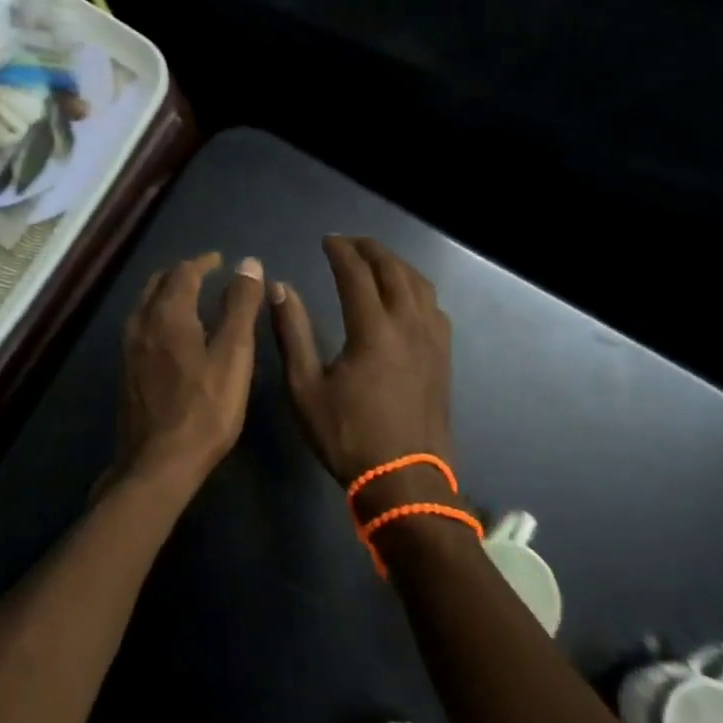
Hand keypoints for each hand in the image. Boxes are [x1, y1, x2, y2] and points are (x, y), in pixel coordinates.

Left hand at [111, 252, 265, 496]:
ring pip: (146, 304)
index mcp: (167, 313)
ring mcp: (129, 348)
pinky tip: (173, 335)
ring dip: (167, 293)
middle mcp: (142, 322)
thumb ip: (240, 307)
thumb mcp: (233, 356)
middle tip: (205, 276)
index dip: (203, 262)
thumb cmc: (204, 410)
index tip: (219, 261)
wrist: (157, 463)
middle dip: (182, 274)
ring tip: (191, 300)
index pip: (183, 272)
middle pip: (158, 283)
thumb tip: (248, 264)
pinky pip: (141, 325)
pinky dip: (158, 315)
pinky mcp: (126, 370)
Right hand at [270, 237, 455, 511]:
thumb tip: (279, 288)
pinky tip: (405, 297)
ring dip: (396, 265)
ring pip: (419, 285)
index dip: (340, 251)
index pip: (356, 274)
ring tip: (375, 260)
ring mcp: (432, 341)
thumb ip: (292, 333)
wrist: (405, 482)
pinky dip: (416, 288)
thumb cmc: (348, 436)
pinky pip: (433, 307)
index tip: (326, 240)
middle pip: (393, 270)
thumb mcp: (305, 388)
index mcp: (373, 330)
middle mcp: (408, 325)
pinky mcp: (443, 358)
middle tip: (349, 242)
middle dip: (370, 249)